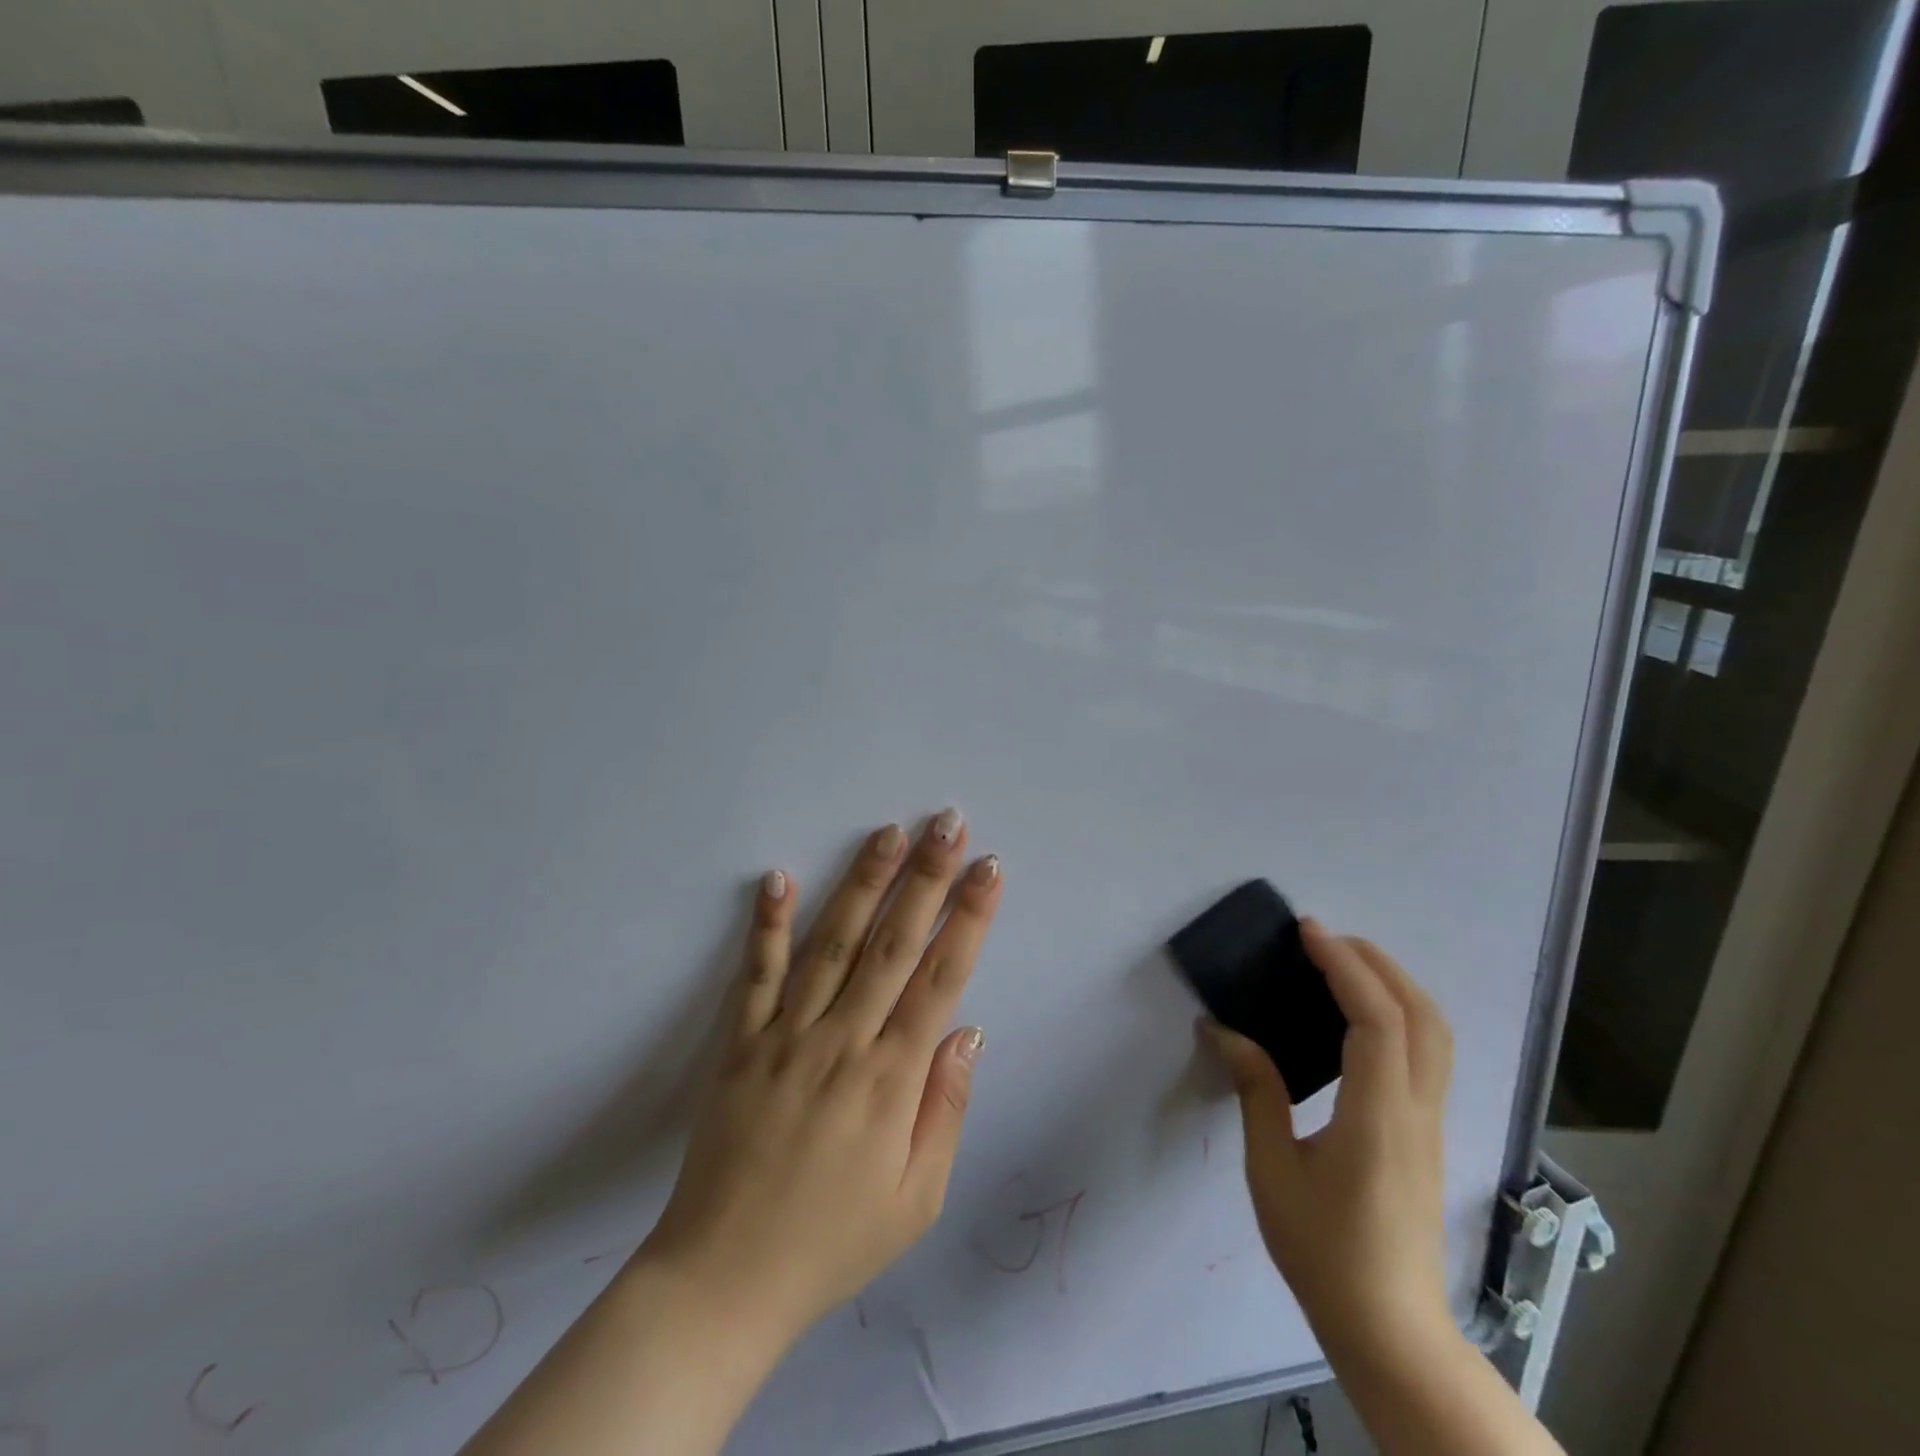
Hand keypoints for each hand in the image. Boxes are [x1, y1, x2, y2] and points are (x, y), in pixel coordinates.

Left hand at [640, 808, 1002, 1343]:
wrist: (724, 1281)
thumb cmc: (833, 1242)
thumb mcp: (916, 1200)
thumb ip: (946, 1109)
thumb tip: (969, 1030)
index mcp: (892, 1080)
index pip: (941, 979)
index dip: (968, 919)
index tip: (988, 869)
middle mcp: (842, 1042)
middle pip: (893, 944)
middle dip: (926, 878)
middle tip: (947, 824)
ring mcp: (786, 1037)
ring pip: (833, 944)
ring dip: (863, 883)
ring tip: (887, 833)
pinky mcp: (740, 1043)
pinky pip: (757, 975)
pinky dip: (767, 924)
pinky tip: (779, 877)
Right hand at [1203, 920, 1454, 1366]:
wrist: (1391, 1331)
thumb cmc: (1324, 1252)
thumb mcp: (1272, 1170)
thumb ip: (1256, 1091)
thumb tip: (1223, 1030)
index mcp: (1379, 1116)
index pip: (1377, 1020)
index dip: (1345, 966)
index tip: (1307, 932)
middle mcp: (1417, 1111)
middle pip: (1421, 1015)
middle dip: (1377, 963)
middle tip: (1324, 939)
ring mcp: (1431, 1123)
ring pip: (1434, 1034)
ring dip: (1394, 984)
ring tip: (1342, 964)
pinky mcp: (1427, 1134)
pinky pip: (1426, 1054)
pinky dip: (1398, 1013)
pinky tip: (1359, 1017)